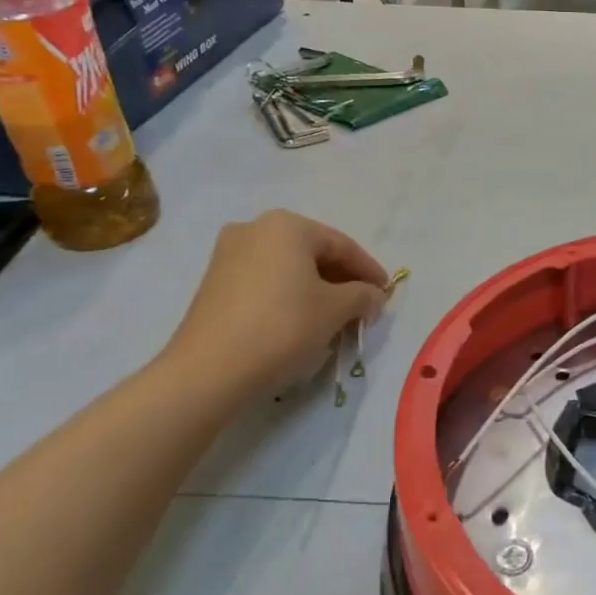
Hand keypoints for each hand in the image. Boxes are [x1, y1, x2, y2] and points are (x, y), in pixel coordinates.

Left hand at [159, 210, 388, 409]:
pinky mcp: (214, 283)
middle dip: (342, 280)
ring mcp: (229, 254)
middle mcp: (255, 229)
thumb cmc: (283, 326)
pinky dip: (288, 296)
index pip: (342, 245)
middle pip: (313, 253)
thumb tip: (373, 296)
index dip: (369, 270)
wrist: (210, 369)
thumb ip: (362, 296)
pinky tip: (301, 321)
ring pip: (288, 268)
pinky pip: (265, 282)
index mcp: (287, 225)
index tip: (386, 294)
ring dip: (316, 289)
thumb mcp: (335, 310)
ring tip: (335, 317)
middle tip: (363, 306)